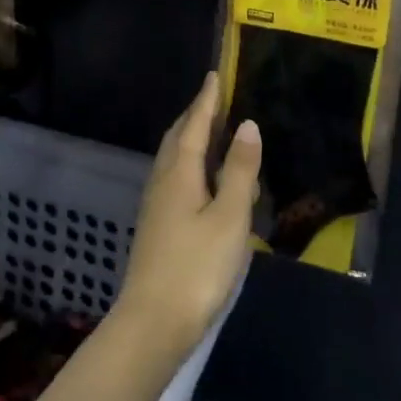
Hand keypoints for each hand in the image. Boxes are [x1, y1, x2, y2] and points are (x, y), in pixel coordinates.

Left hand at [114, 72, 260, 356]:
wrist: (154, 325)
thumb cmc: (197, 267)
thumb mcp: (229, 216)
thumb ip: (238, 170)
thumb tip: (247, 125)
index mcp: (179, 174)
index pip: (193, 125)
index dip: (206, 100)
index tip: (214, 75)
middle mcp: (162, 183)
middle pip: (177, 140)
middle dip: (196, 117)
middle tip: (217, 100)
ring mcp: (156, 208)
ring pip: (175, 162)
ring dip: (193, 142)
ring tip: (216, 135)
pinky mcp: (158, 229)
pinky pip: (176, 182)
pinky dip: (193, 168)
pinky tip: (208, 183)